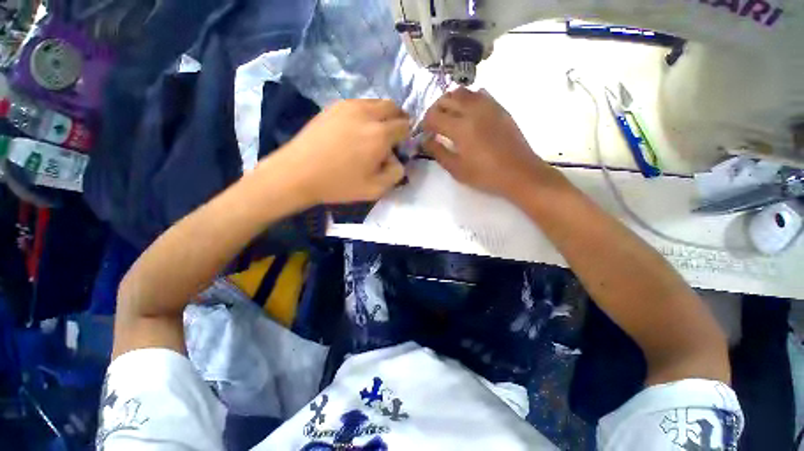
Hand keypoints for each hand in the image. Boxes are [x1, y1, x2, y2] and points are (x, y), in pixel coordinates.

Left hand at [267, 99, 409, 204]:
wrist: (298, 173)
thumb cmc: (339, 184)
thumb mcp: (375, 189)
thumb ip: (395, 174)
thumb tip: (397, 159)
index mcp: (380, 134)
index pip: (405, 126)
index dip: (406, 136)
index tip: (399, 148)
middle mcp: (367, 113)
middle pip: (393, 107)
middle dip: (398, 120)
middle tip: (391, 137)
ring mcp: (348, 106)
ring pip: (376, 102)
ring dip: (382, 115)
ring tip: (373, 134)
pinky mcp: (333, 106)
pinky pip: (359, 104)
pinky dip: (366, 113)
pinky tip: (356, 130)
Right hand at [423, 88, 554, 198]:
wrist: (519, 172)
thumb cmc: (485, 175)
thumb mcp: (456, 169)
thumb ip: (438, 152)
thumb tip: (425, 140)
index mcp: (460, 127)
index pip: (434, 116)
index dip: (425, 123)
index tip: (425, 133)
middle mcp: (472, 110)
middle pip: (446, 99)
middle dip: (435, 110)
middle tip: (434, 124)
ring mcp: (488, 106)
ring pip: (462, 92)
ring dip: (450, 101)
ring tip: (449, 116)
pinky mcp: (499, 107)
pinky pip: (479, 94)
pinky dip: (468, 99)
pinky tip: (468, 113)